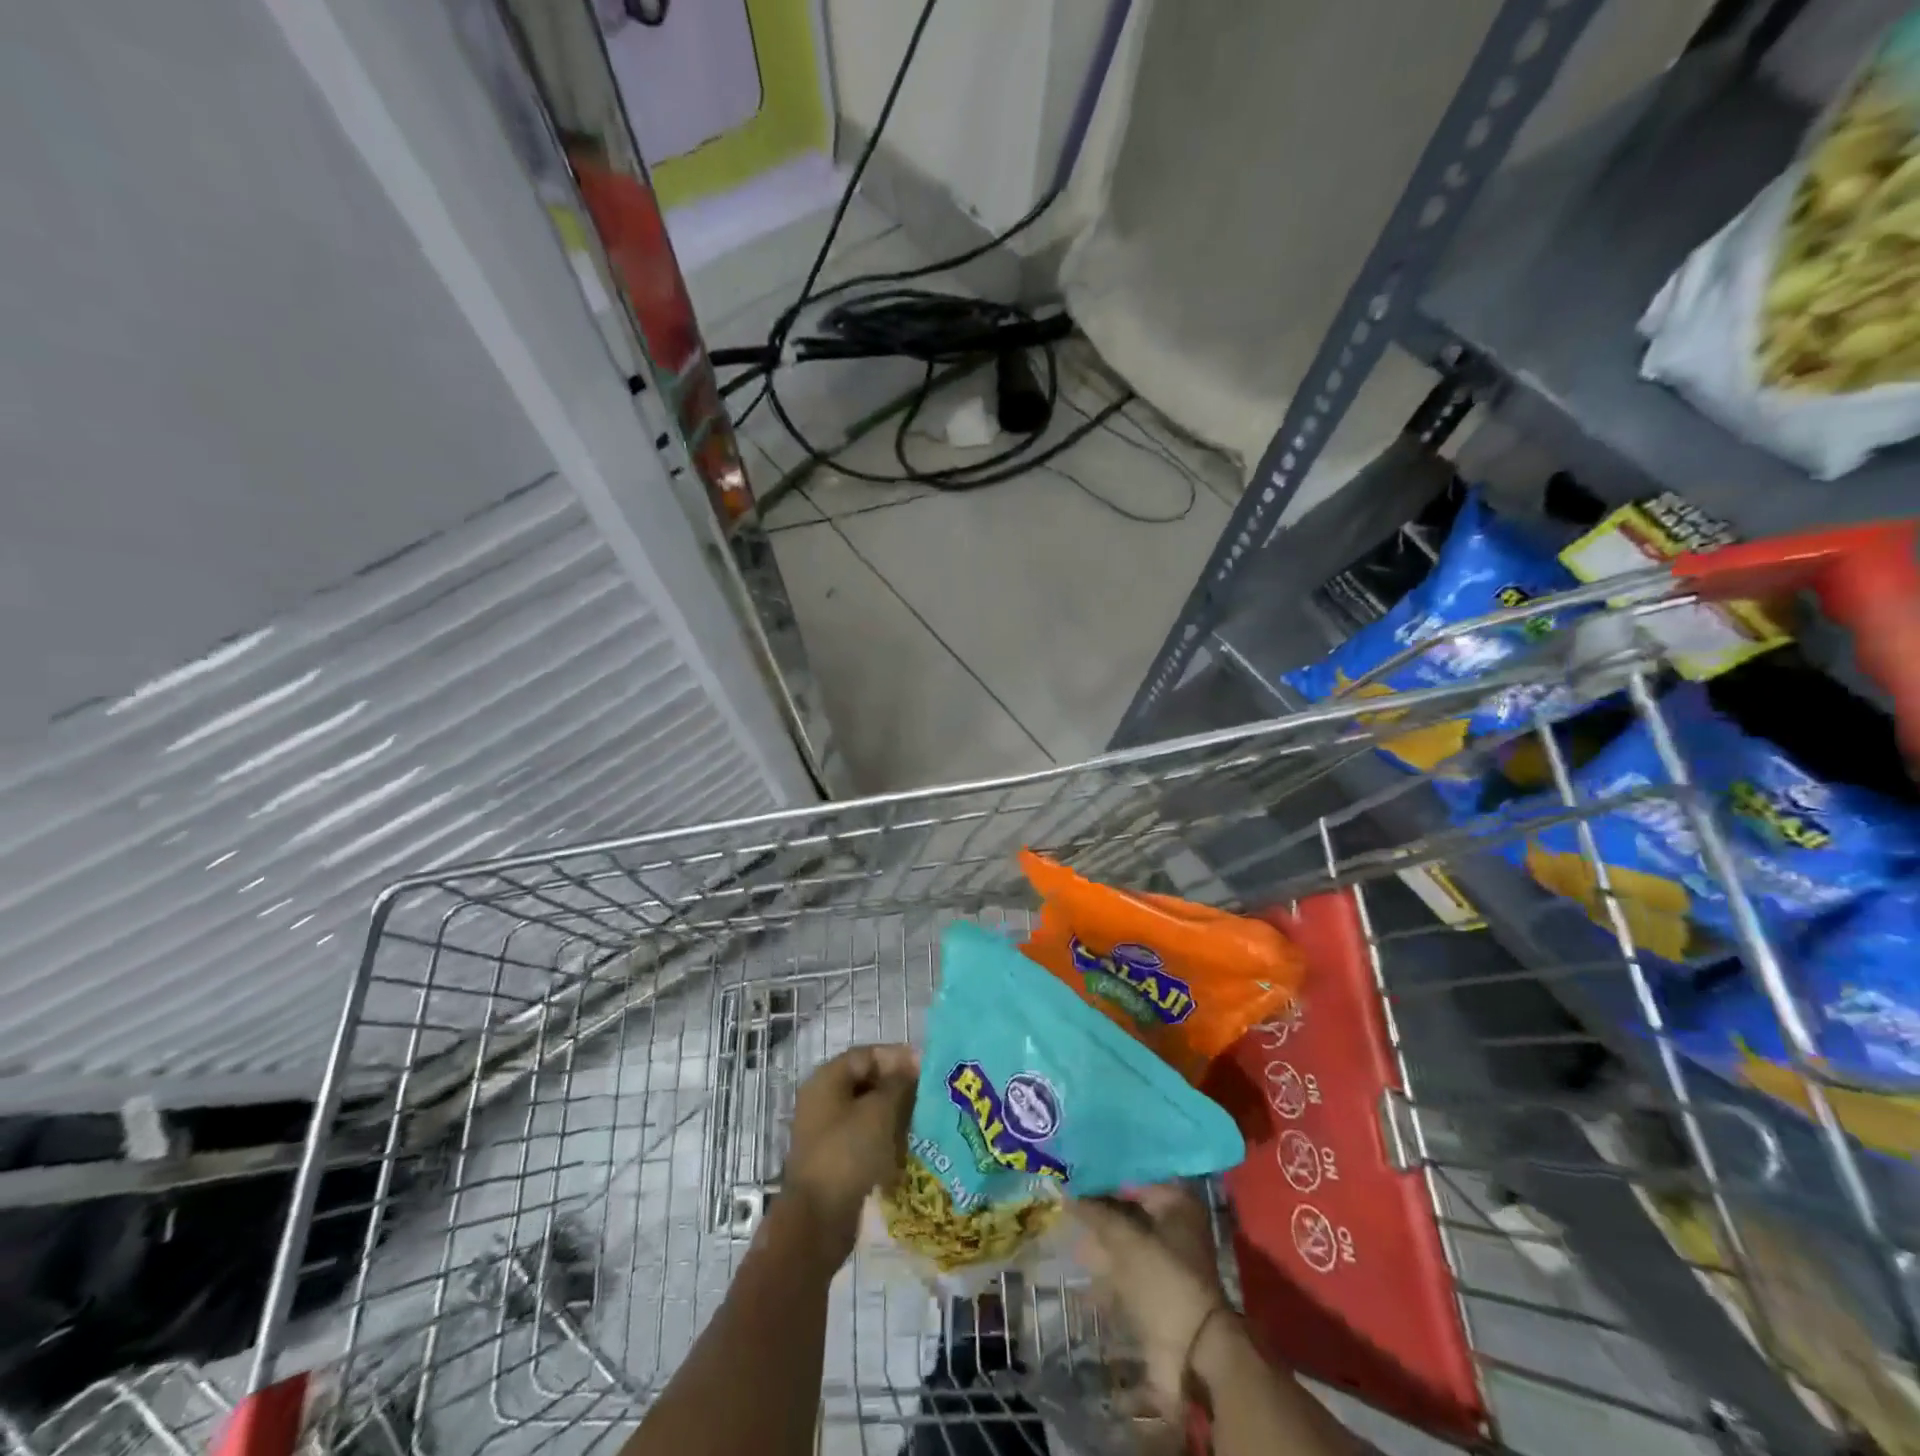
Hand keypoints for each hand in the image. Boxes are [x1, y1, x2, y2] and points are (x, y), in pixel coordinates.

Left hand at [781, 1044, 917, 1261]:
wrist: (817, 1221)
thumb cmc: (847, 1154)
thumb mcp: (879, 1112)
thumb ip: (899, 1083)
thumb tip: (913, 1064)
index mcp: (827, 1080)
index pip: (867, 1055)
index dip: (897, 1057)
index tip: (927, 1069)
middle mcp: (823, 1100)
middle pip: (867, 1081)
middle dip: (898, 1086)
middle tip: (929, 1095)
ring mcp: (826, 1131)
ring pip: (867, 1111)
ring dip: (894, 1113)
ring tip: (923, 1121)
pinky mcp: (834, 1159)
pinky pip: (864, 1137)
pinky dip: (885, 1138)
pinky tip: (906, 1147)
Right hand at [1072, 1184, 1230, 1416]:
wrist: (1192, 1352)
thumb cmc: (1162, 1280)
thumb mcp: (1124, 1240)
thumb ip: (1095, 1213)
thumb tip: (1067, 1192)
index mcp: (1178, 1201)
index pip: (1132, 1177)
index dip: (1102, 1176)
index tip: (1074, 1177)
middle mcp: (1177, 1223)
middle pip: (1129, 1207)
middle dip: (1099, 1208)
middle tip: (1068, 1201)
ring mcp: (1170, 1258)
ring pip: (1127, 1237)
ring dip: (1100, 1236)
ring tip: (1070, 1229)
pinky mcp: (1160, 1287)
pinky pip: (1128, 1265)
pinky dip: (1107, 1263)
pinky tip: (1082, 1261)